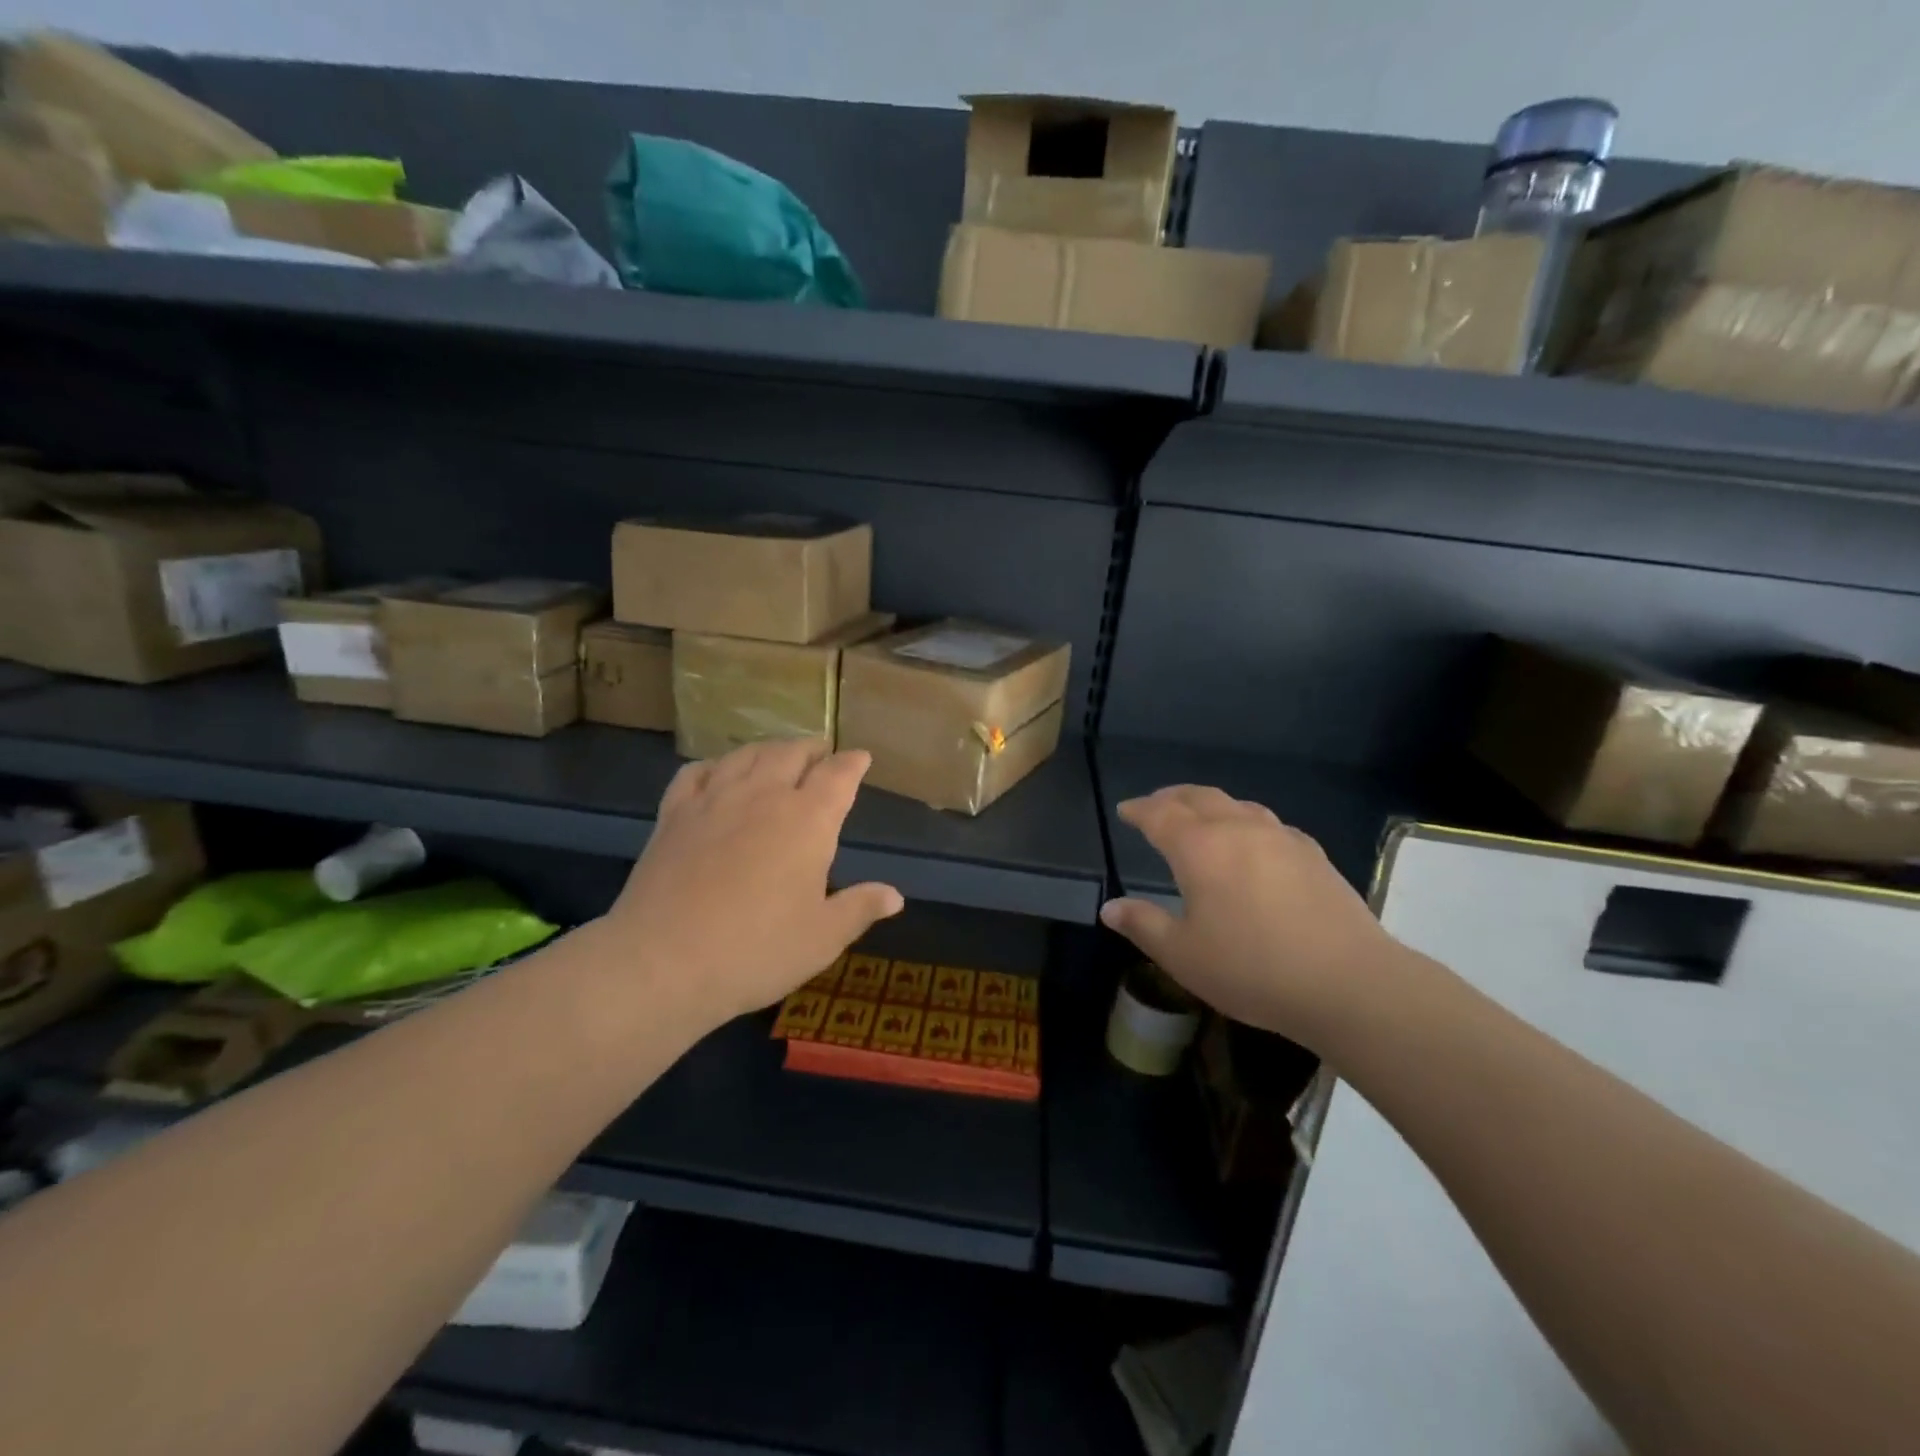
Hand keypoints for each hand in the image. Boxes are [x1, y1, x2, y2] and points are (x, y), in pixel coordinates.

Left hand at [605, 739, 903, 1027]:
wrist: (663, 962)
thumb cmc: (756, 950)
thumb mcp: (822, 937)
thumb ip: (860, 908)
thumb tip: (894, 896)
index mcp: (808, 819)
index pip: (838, 775)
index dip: (853, 763)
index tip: (861, 758)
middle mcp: (763, 795)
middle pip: (791, 752)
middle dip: (812, 749)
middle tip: (822, 754)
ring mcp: (714, 800)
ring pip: (746, 754)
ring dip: (769, 749)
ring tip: (778, 754)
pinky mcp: (674, 814)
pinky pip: (697, 772)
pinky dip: (715, 765)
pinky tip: (718, 773)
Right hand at [1098, 785, 1399, 1046]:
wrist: (1348, 983)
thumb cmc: (1252, 969)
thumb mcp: (1183, 955)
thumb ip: (1143, 925)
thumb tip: (1110, 908)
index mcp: (1200, 848)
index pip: (1159, 814)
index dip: (1138, 810)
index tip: (1125, 811)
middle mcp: (1238, 829)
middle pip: (1198, 797)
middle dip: (1171, 798)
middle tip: (1156, 806)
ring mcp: (1281, 838)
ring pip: (1237, 805)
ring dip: (1210, 805)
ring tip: (1200, 818)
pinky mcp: (1313, 854)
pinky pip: (1268, 824)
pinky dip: (1246, 822)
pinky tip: (1252, 844)